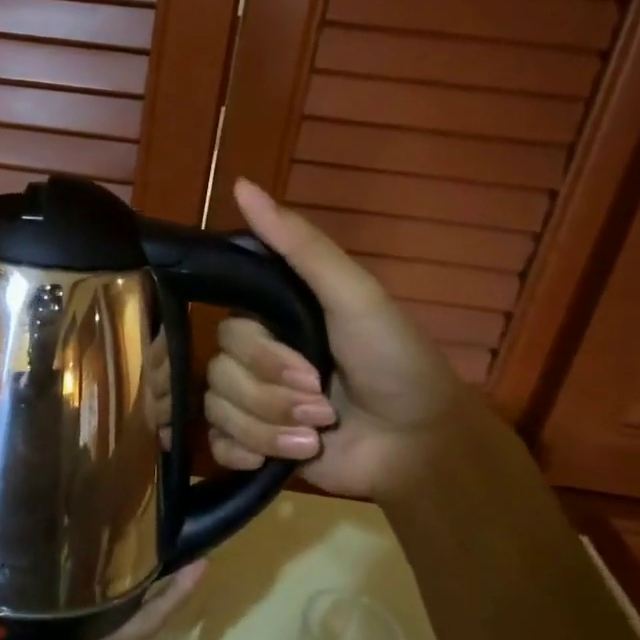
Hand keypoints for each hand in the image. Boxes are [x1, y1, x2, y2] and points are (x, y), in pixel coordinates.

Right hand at [203, 179, 480, 503]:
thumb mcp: (354, 293)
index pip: (227, 334)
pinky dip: (249, 452)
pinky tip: (284, 456)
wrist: (422, 444)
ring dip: (272, 429)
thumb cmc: (394, 360)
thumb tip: (241, 183)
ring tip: (318, 432)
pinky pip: (218, 445)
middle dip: (274, 398)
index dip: (261, 358)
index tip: (308, 370)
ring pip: (218, 412)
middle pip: (219, 375)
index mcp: (274, 322)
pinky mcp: (256, 447)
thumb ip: (300, 243)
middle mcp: (257, 361)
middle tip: (323, 407)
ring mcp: (254, 406)